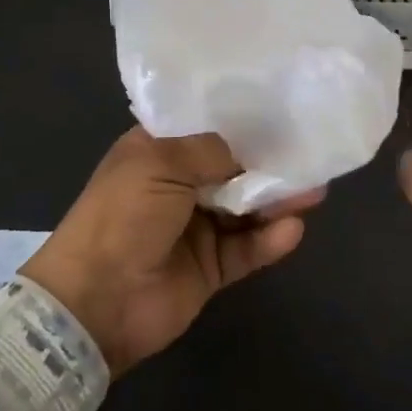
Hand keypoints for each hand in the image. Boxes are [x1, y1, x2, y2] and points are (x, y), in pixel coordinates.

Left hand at [19, 127, 321, 375]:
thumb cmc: (122, 216)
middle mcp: (178, 186)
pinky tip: (292, 229)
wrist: (97, 300)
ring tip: (314, 190)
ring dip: (276, 200)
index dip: (237, 122)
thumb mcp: (159, 164)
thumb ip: (210, 152)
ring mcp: (196, 228)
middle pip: (232, 169)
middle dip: (268, 162)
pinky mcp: (211, 268)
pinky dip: (269, 240)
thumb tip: (246, 152)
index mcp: (156, 153)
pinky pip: (247, 249)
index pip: (203, 129)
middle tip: (309, 154)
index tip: (278, 110)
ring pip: (246, 209)